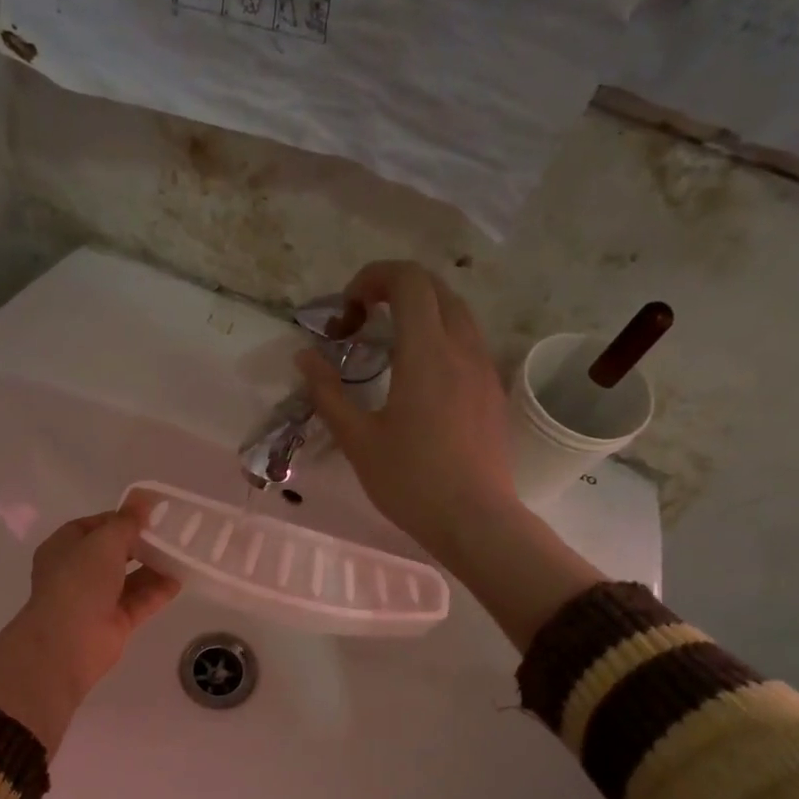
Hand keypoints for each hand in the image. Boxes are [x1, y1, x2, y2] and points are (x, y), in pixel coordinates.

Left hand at [0, 496, 180, 752]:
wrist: (68, 643)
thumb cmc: (78, 582)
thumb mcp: (104, 542)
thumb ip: (126, 522)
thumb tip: (143, 499)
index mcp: (64, 548)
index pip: (94, 527)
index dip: (120, 518)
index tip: (149, 514)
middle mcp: (78, 572)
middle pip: (114, 553)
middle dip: (141, 544)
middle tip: (171, 533)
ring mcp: (96, 599)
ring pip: (129, 578)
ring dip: (153, 567)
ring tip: (182, 553)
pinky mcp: (115, 622)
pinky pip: (140, 601)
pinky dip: (157, 591)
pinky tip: (180, 579)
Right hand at [297, 261, 520, 561]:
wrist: (475, 520)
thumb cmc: (410, 481)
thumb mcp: (358, 439)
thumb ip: (328, 393)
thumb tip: (304, 357)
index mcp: (426, 353)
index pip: (409, 281)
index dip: (374, 277)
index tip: (348, 308)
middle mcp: (462, 348)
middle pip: (436, 288)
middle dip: (396, 289)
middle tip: (363, 321)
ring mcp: (484, 369)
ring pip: (457, 313)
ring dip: (421, 312)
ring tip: (389, 346)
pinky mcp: (493, 392)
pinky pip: (469, 343)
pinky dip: (440, 338)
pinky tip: (420, 377)